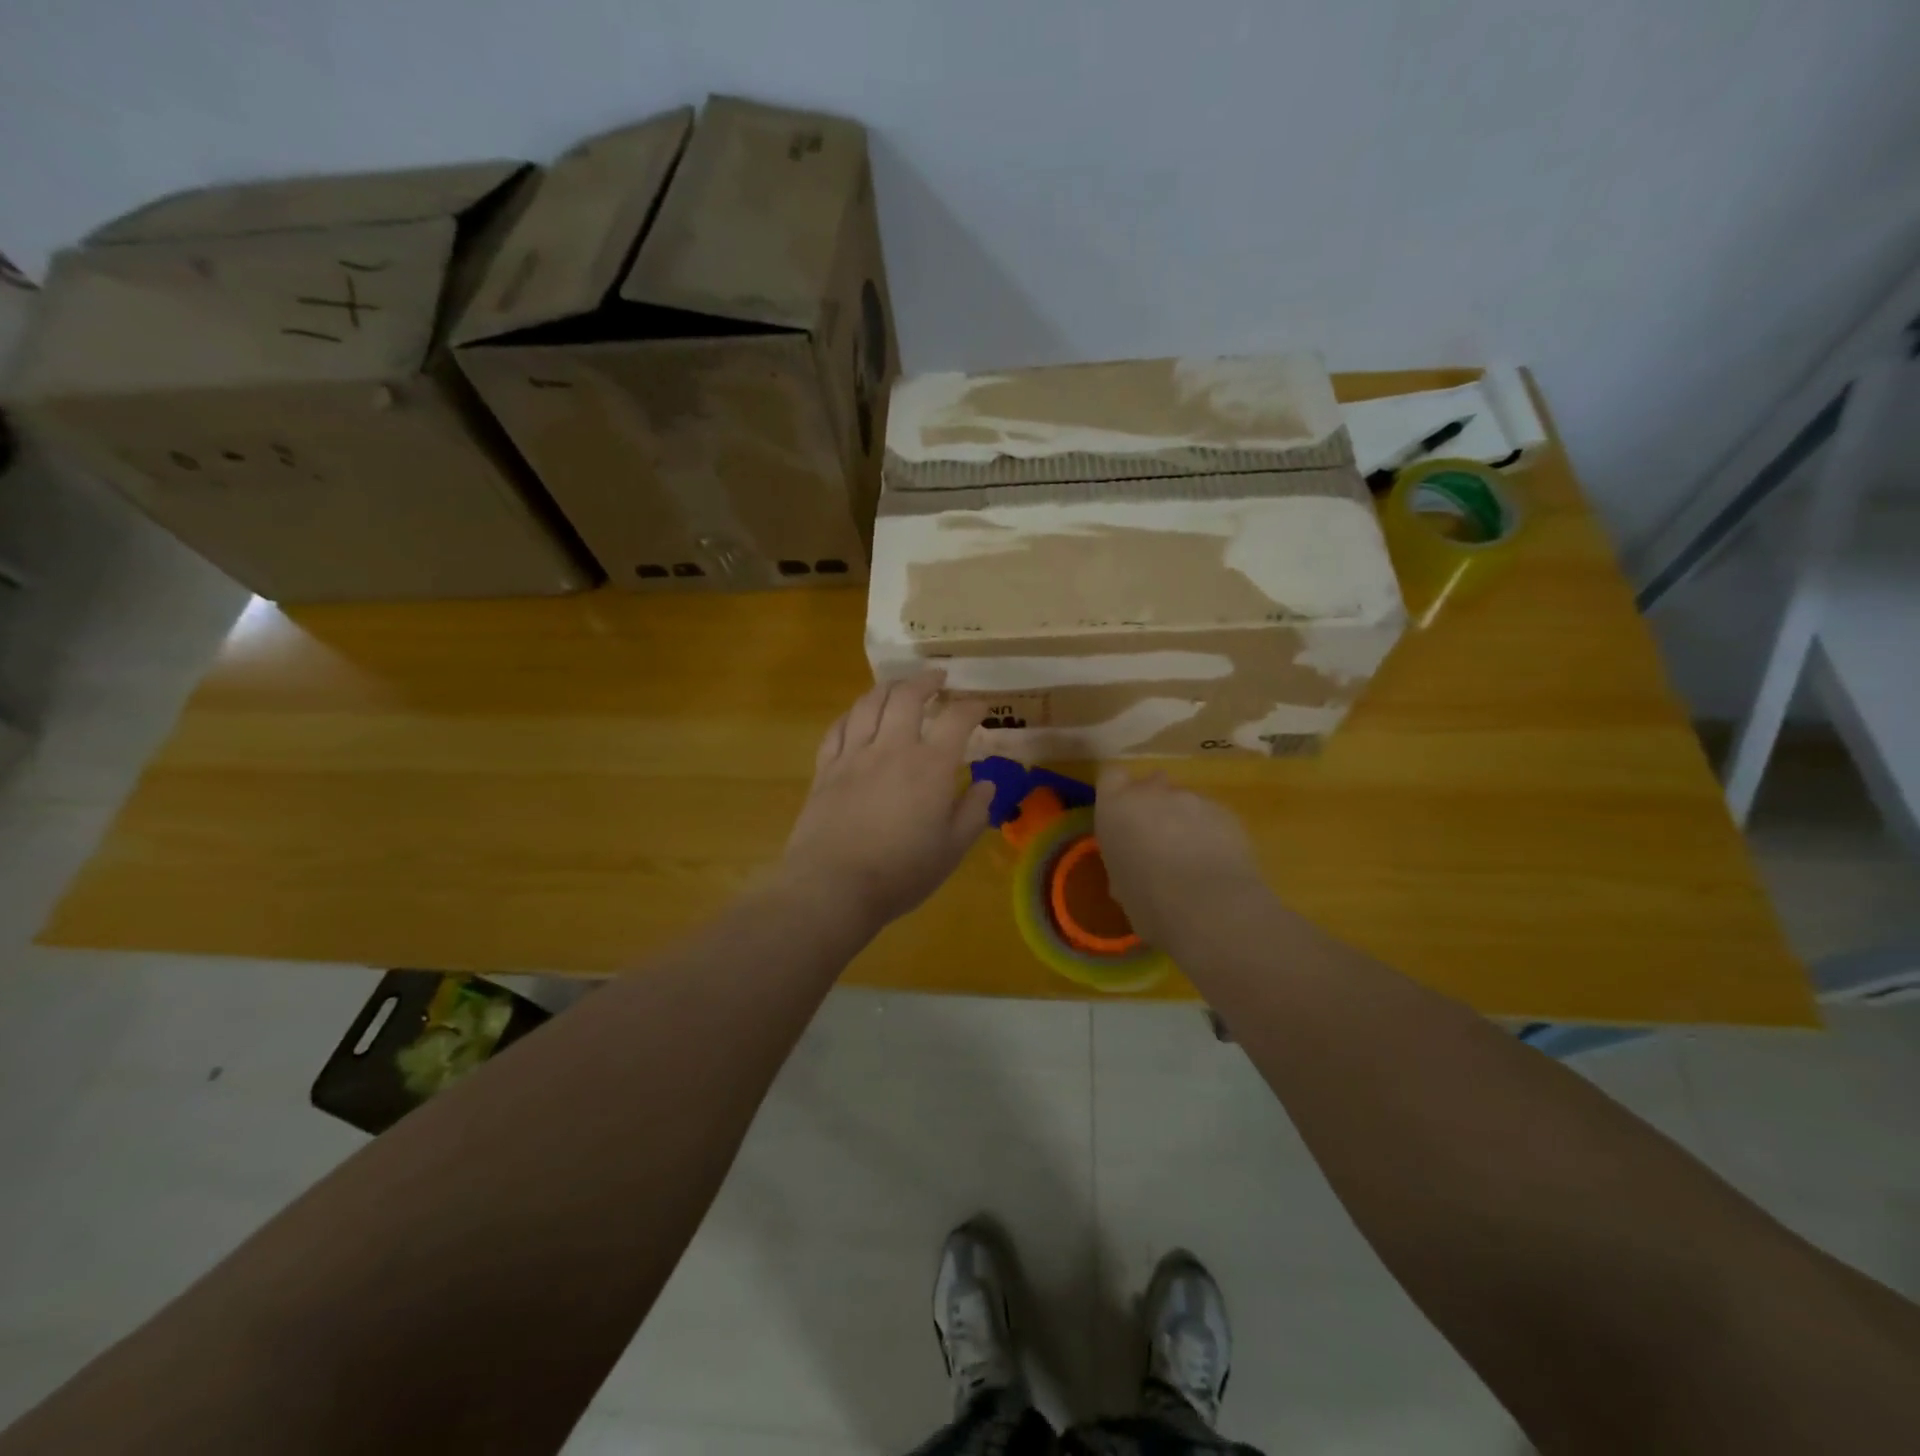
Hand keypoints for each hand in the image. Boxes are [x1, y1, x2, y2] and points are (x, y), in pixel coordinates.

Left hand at [781, 672, 994, 930]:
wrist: (833, 886)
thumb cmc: (901, 873)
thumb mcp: (951, 850)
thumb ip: (973, 812)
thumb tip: (986, 785)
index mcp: (930, 766)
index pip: (956, 719)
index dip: (972, 706)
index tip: (981, 706)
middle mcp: (892, 748)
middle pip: (907, 696)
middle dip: (926, 680)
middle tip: (939, 679)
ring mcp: (854, 755)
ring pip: (869, 703)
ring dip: (888, 687)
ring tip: (899, 686)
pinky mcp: (826, 769)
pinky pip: (838, 728)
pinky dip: (852, 713)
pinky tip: (857, 715)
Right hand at [1094, 767, 1264, 946]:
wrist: (1209, 907)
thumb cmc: (1149, 902)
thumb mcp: (1121, 885)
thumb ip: (1125, 860)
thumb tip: (1135, 865)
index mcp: (1116, 809)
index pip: (1110, 776)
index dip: (1118, 792)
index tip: (1123, 814)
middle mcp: (1152, 793)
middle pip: (1151, 784)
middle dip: (1155, 805)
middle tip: (1159, 840)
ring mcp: (1193, 799)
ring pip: (1185, 803)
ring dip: (1186, 822)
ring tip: (1195, 860)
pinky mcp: (1226, 812)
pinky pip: (1213, 817)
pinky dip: (1212, 834)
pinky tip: (1217, 864)